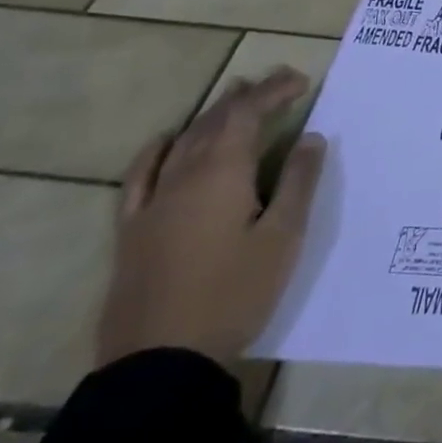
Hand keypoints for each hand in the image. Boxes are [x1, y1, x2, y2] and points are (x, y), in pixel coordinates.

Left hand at [97, 67, 326, 367]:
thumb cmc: (234, 294)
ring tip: (233, 94)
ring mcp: (152, 203)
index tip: (301, 80)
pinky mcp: (132, 230)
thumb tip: (309, 137)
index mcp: (222, 173)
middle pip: (215, 121)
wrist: (161, 362)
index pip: (248, 114)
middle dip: (247, 96)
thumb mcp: (284, 237)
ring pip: (183, 141)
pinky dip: (156, 150)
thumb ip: (298, 182)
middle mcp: (183, 177)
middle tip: (276, 81)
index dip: (274, 91)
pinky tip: (166, 140)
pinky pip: (141, 175)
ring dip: (211, 114)